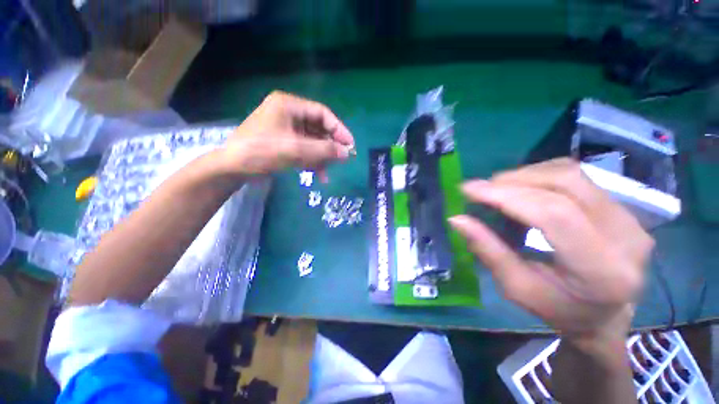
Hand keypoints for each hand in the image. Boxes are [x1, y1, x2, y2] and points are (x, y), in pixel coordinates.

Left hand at [219, 91, 353, 179]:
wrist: (233, 168)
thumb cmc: (262, 152)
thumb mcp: (296, 150)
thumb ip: (324, 150)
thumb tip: (347, 153)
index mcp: (289, 105)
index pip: (322, 113)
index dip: (339, 129)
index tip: (350, 145)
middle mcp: (288, 113)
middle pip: (318, 128)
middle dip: (330, 146)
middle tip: (342, 160)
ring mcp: (285, 128)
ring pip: (312, 141)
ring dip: (322, 156)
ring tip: (328, 172)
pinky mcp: (283, 142)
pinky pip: (304, 149)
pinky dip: (312, 160)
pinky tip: (319, 174)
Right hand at [449, 159, 653, 357]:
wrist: (605, 315)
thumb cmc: (558, 310)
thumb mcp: (516, 287)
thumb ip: (487, 250)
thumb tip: (457, 219)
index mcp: (601, 271)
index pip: (553, 214)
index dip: (506, 196)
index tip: (468, 190)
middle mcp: (626, 236)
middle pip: (564, 184)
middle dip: (513, 181)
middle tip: (482, 191)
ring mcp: (631, 218)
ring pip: (571, 174)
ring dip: (525, 176)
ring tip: (500, 191)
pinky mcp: (624, 208)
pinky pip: (577, 177)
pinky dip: (541, 177)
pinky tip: (525, 191)